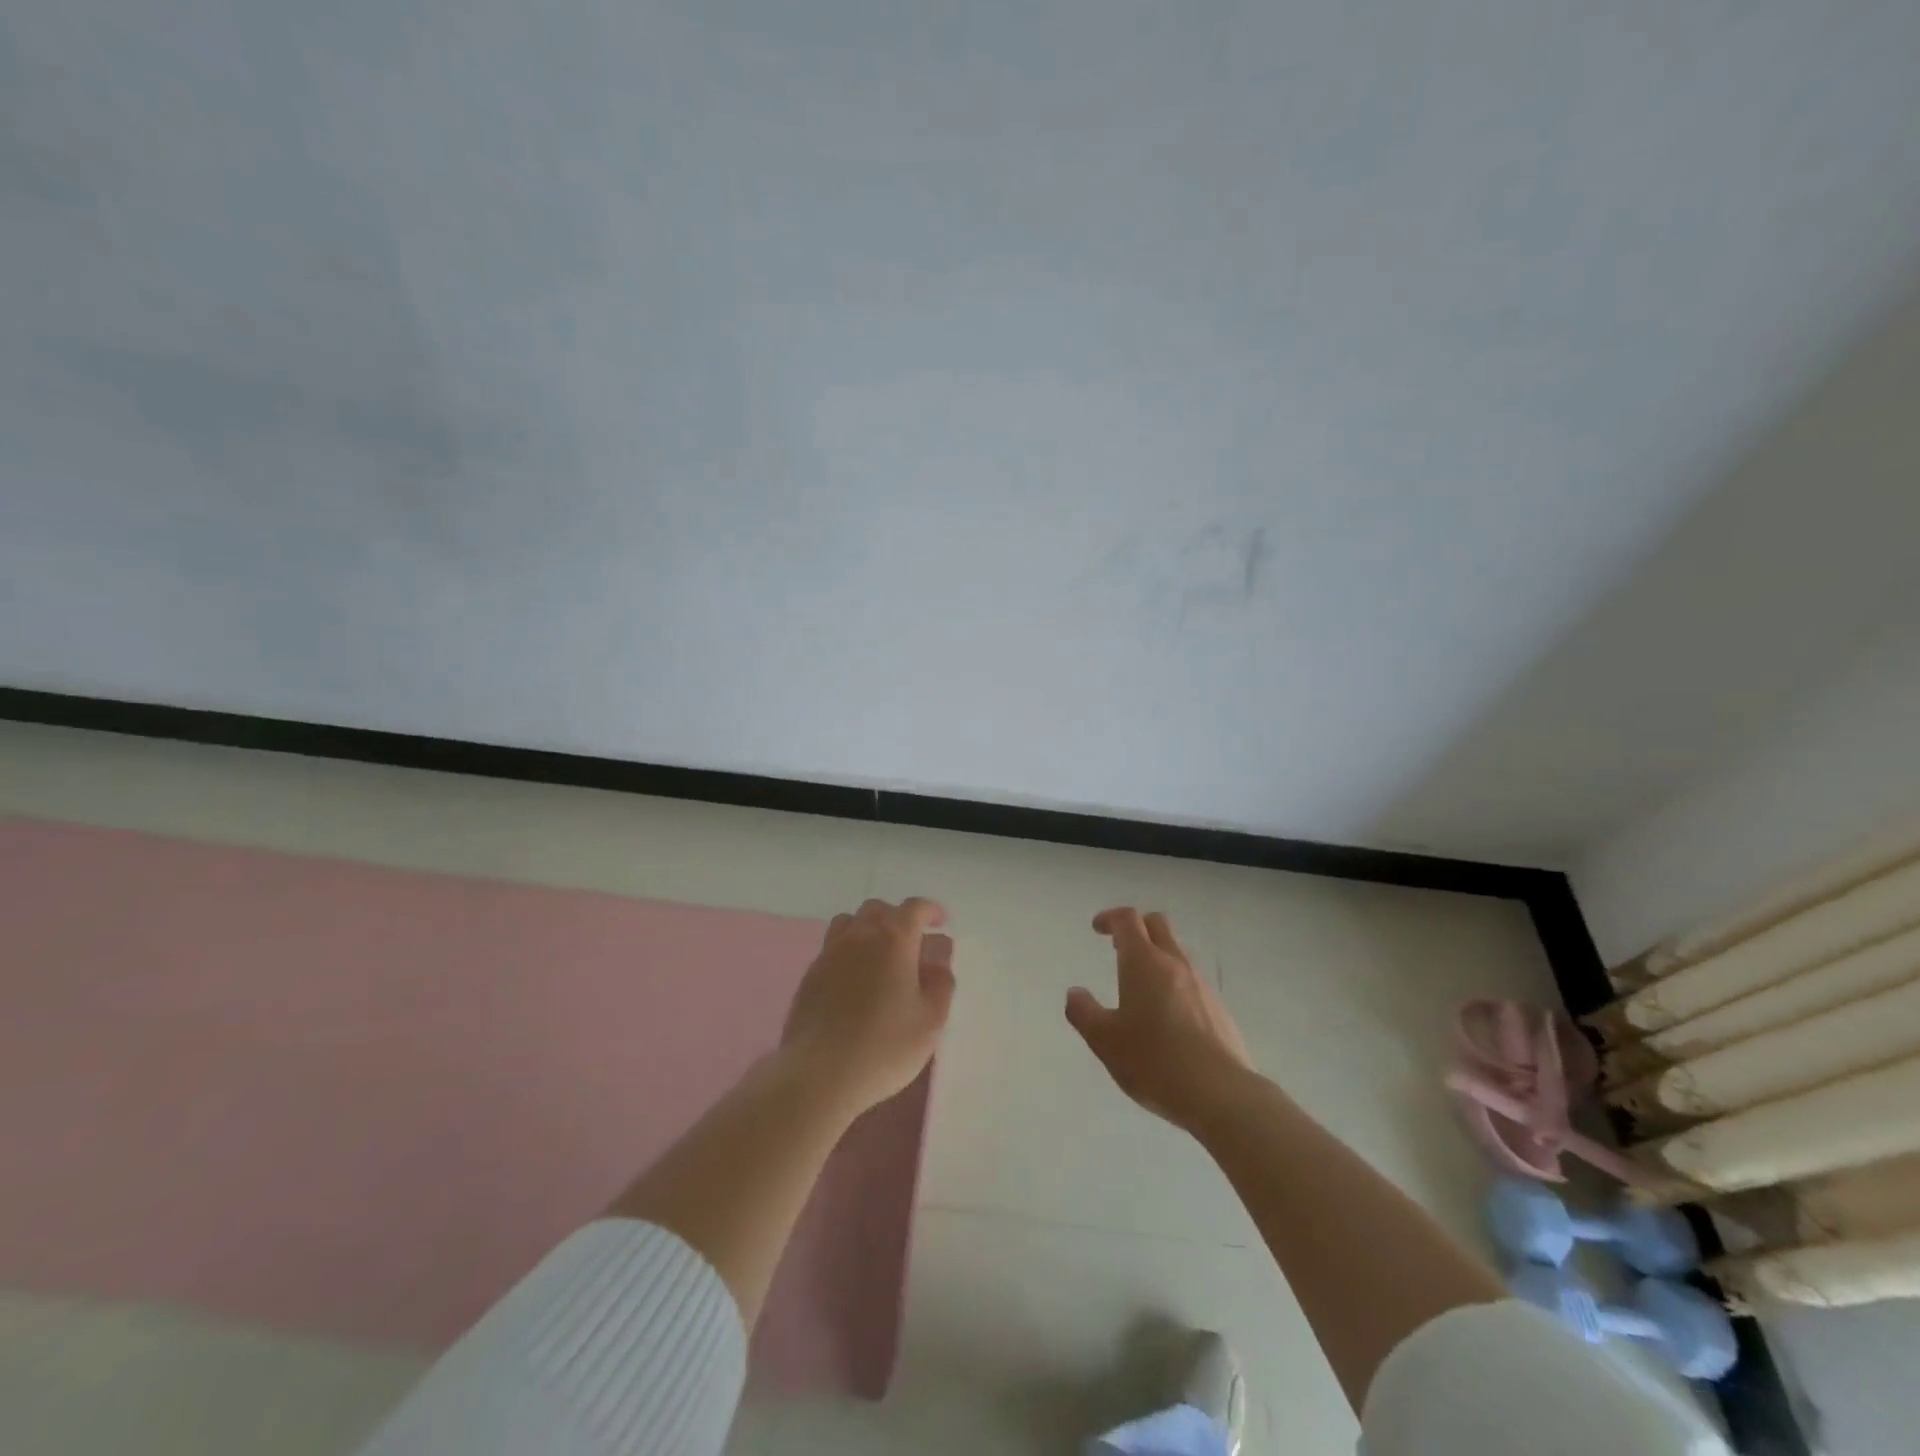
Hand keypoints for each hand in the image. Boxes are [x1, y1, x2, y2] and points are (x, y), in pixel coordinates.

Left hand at [779, 897, 954, 1120]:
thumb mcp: (930, 1021)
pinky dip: (848, 951)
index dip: (930, 911)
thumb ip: (941, 986)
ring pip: (849, 922)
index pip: (914, 908)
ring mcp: (829, 953)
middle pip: (878, 909)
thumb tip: (937, 965)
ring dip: (868, 929)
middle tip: (911, 943)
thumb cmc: (884, 1046)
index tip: (940, 923)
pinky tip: (854, 980)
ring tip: (879, 955)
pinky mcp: (810, 975)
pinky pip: (832, 947)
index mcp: (893, 940)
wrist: (819, 1074)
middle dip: (898, 918)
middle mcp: (859, 936)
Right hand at [1066, 907, 1252, 1131]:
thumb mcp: (1105, 1041)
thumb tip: (1075, 993)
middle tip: (1118, 947)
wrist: (1221, 1094)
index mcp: (1143, 962)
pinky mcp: (1219, 1009)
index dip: (1110, 917)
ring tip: (1140, 987)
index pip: (1128, 920)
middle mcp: (1174, 964)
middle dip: (1136, 927)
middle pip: (1157, 925)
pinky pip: (1191, 982)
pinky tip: (1167, 1018)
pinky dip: (1174, 984)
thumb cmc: (1154, 1061)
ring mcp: (1201, 985)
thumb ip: (1084, 1013)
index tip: (1097, 928)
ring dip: (1156, 957)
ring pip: (1176, 953)